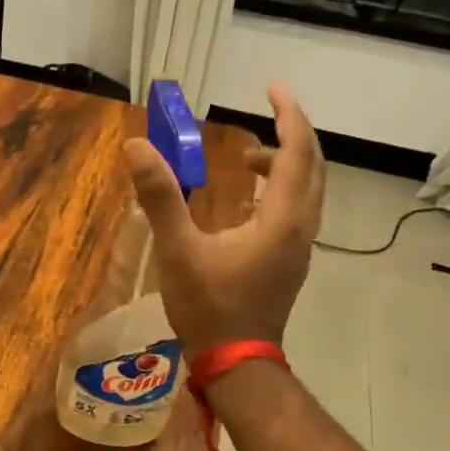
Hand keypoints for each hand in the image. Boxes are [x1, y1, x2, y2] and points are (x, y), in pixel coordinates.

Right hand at [123, 84, 324, 355]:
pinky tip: (245, 202)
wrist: (235, 362)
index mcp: (282, 219)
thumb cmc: (209, 306)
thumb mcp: (178, 249)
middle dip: (291, 135)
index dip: (289, 115)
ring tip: (247, 159)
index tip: (273, 88)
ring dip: (286, 165)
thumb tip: (136, 146)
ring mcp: (299, 248)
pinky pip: (296, 211)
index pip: (298, 152)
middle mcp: (301, 228)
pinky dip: (280, 191)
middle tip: (263, 116)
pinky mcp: (289, 263)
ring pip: (307, 191)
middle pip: (312, 168)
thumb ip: (160, 196)